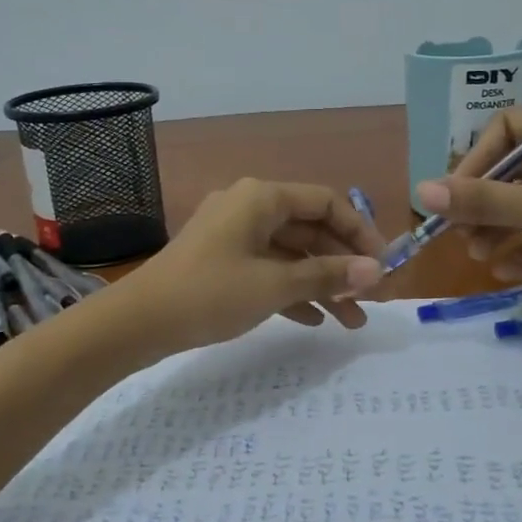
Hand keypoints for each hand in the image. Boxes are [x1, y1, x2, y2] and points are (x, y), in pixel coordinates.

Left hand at [119, 179, 385, 352]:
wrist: (138, 323)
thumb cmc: (210, 294)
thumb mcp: (274, 285)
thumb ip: (327, 275)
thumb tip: (376, 271)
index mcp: (261, 198)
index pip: (326, 203)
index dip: (360, 233)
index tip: (384, 266)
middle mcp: (249, 208)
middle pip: (311, 230)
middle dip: (343, 266)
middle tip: (372, 300)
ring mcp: (233, 236)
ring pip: (291, 254)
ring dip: (322, 284)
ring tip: (351, 322)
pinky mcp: (222, 262)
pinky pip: (268, 270)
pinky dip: (292, 291)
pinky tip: (314, 320)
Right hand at [414, 100, 521, 291]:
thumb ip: (484, 201)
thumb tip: (420, 192)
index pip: (509, 128)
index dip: (475, 161)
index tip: (453, 197)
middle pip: (517, 167)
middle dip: (485, 201)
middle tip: (457, 233)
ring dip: (500, 226)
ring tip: (476, 256)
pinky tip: (504, 272)